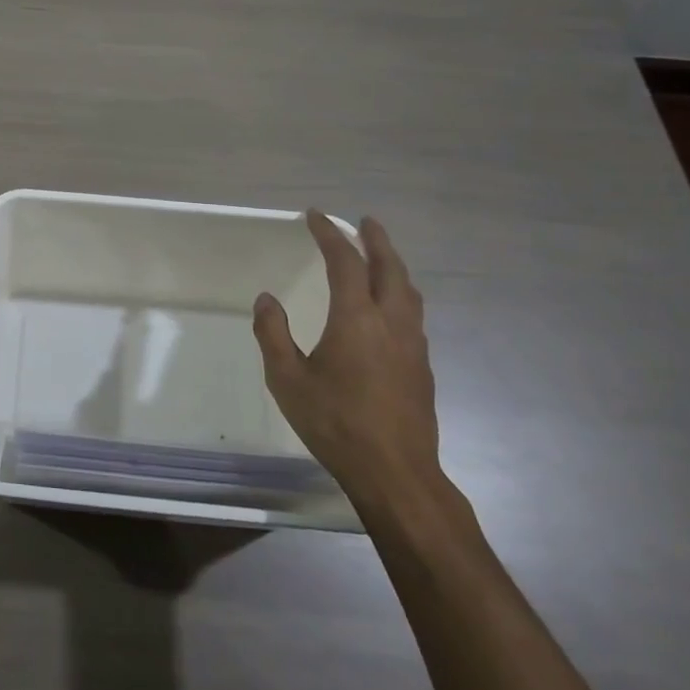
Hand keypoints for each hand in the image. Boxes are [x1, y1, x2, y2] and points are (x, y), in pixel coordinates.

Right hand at [252, 213, 442, 511]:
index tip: (315, 217)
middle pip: (389, 268)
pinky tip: (390, 306)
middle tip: (364, 222)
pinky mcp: (422, 366)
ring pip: (408, 290)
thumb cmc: (335, 423)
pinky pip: (413, 313)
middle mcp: (391, 322)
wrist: (395, 472)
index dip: (330, 234)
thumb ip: (273, 334)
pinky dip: (400, 292)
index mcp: (356, 319)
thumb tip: (267, 299)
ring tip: (381, 256)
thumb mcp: (287, 379)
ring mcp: (412, 345)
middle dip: (376, 240)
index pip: (345, 262)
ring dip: (393, 265)